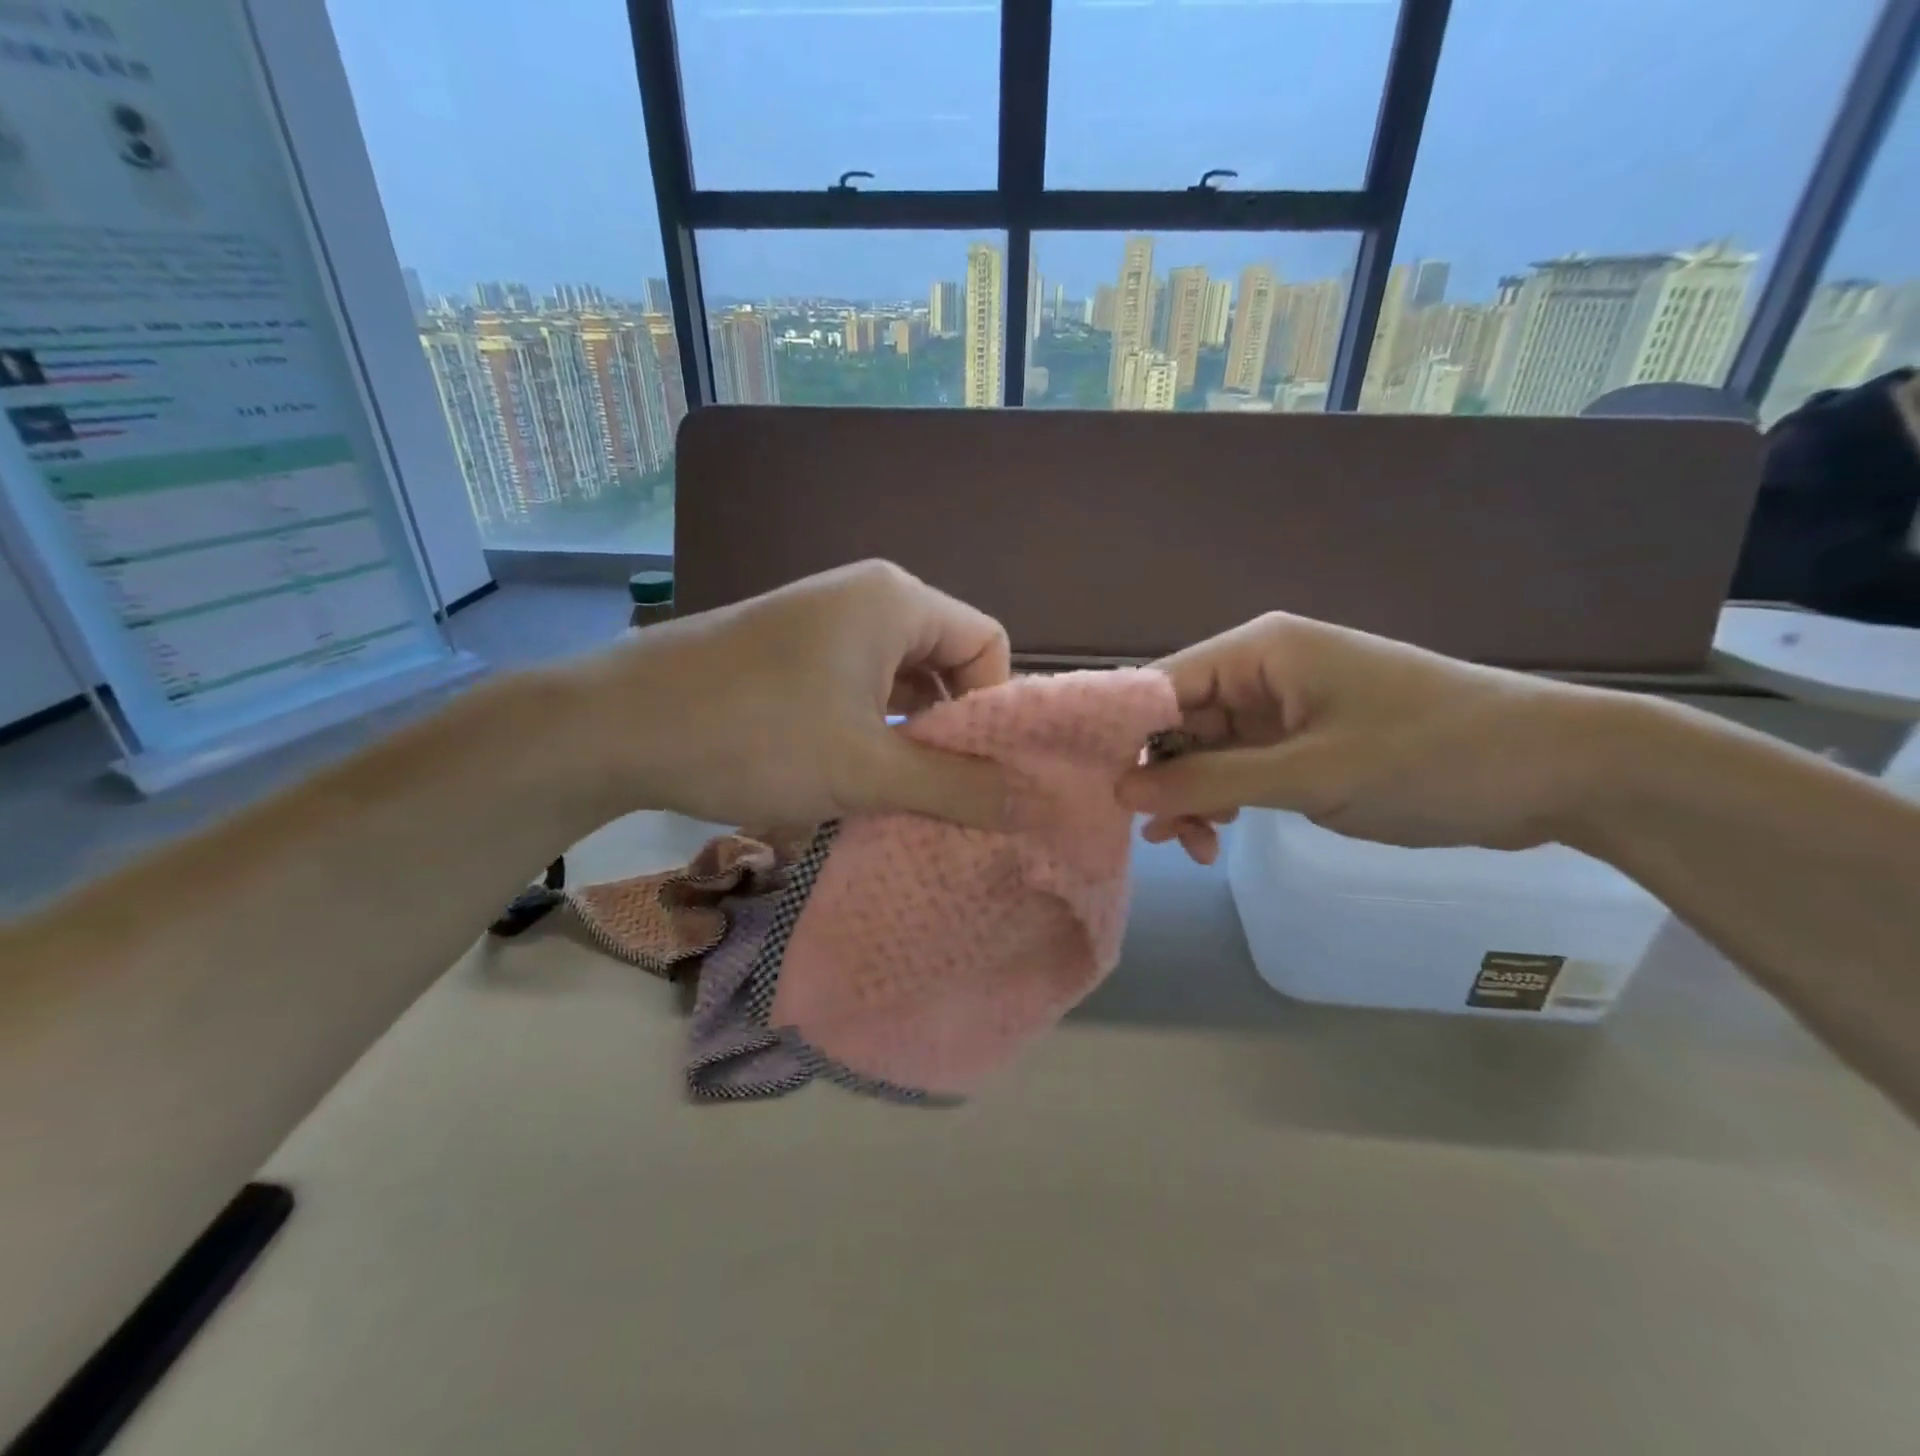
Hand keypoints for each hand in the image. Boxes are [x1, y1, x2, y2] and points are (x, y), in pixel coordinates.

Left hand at [568, 560, 1011, 828]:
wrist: (615, 726)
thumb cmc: (756, 736)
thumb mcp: (868, 770)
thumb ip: (957, 786)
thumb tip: (1033, 802)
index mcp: (896, 601)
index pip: (987, 644)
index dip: (994, 709)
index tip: (976, 771)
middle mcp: (865, 598)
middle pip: (945, 664)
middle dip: (949, 732)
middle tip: (940, 794)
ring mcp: (821, 623)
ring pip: (897, 684)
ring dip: (905, 741)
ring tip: (895, 797)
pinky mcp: (789, 653)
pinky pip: (856, 690)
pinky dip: (866, 734)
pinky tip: (847, 781)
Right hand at [1119, 613, 1608, 855]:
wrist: (1557, 770)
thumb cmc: (1429, 757)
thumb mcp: (1309, 774)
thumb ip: (1209, 781)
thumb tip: (1120, 791)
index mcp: (1259, 652)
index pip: (1161, 685)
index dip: (1124, 736)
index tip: (1097, 791)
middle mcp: (1262, 670)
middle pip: (1179, 721)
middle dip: (1162, 777)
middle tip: (1158, 836)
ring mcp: (1284, 707)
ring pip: (1207, 750)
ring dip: (1192, 796)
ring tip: (1192, 847)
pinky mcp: (1305, 740)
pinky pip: (1241, 767)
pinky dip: (1224, 800)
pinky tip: (1213, 837)